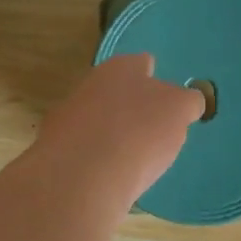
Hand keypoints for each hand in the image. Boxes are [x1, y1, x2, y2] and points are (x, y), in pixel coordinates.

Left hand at [36, 54, 204, 208]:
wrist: (82, 176)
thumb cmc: (140, 133)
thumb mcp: (180, 112)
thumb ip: (187, 102)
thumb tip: (187, 102)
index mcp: (122, 67)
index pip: (143, 64)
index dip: (156, 80)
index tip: (167, 100)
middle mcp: (90, 83)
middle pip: (117, 91)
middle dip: (132, 107)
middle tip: (152, 131)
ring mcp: (67, 114)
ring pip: (97, 118)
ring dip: (111, 132)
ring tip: (132, 158)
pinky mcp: (54, 147)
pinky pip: (83, 148)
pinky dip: (95, 158)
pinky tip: (108, 176)